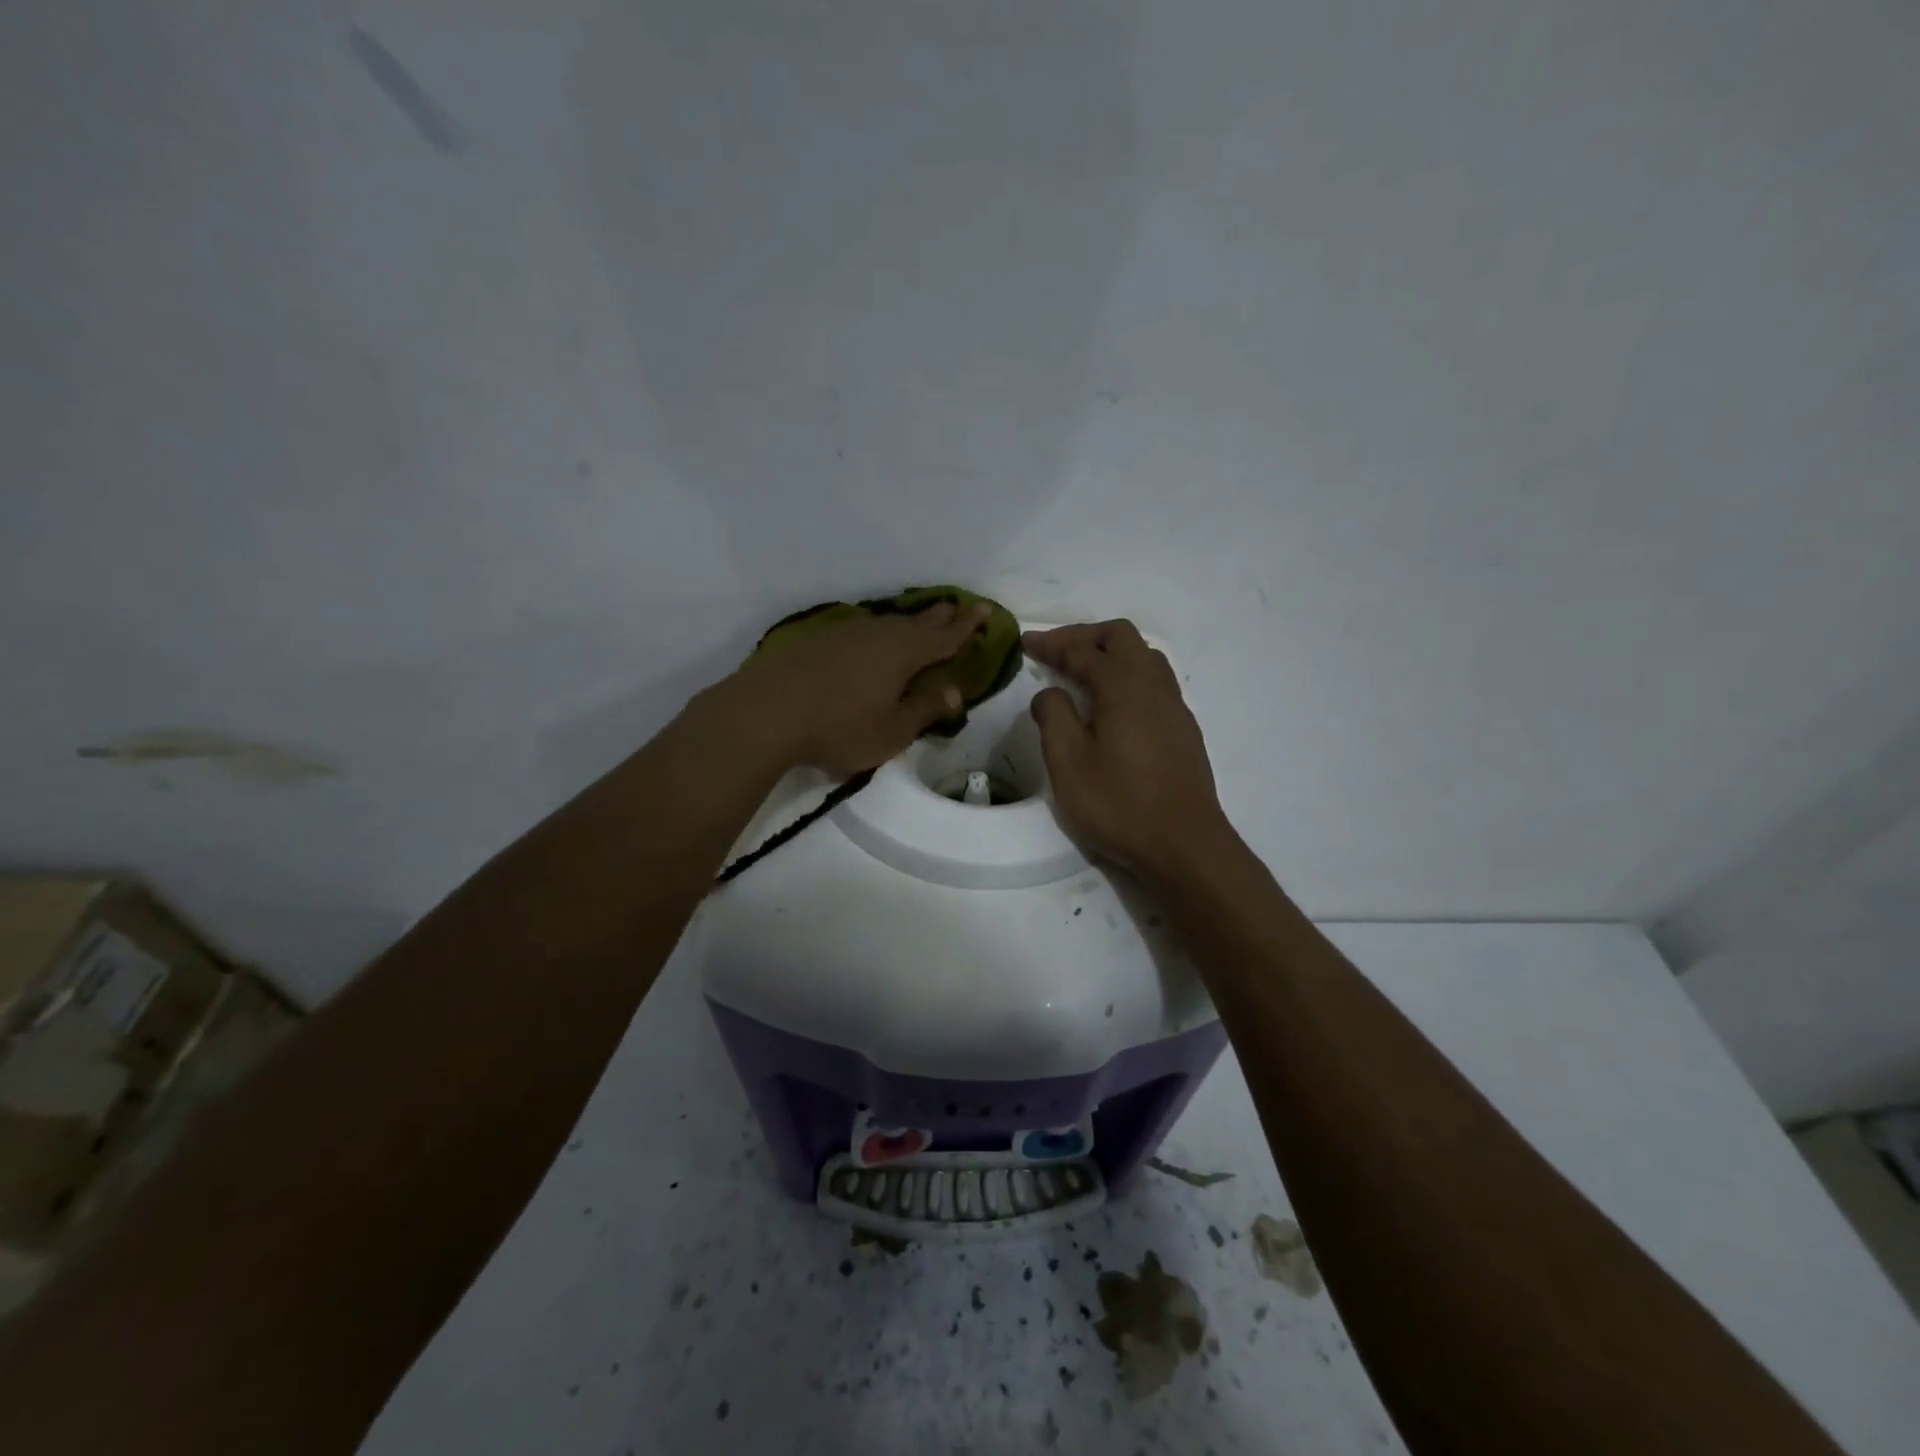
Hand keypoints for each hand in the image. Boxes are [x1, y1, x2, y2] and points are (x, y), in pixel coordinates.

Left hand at [728, 600, 992, 775]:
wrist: (764, 713)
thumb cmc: (839, 727)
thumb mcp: (892, 730)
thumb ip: (924, 708)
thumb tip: (953, 691)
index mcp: (903, 653)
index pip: (945, 637)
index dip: (967, 626)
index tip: (984, 610)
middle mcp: (877, 635)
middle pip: (916, 623)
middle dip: (939, 616)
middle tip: (956, 606)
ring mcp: (843, 634)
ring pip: (885, 624)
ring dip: (905, 624)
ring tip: (916, 624)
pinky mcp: (815, 641)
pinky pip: (858, 632)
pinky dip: (874, 635)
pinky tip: (867, 642)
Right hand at [1025, 620, 1236, 881]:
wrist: (1184, 844)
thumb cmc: (1119, 803)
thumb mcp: (1068, 762)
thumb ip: (1054, 716)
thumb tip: (1051, 693)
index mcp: (1123, 685)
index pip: (1083, 650)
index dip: (1052, 643)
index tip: (1025, 643)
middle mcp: (1154, 685)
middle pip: (1121, 638)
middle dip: (1084, 638)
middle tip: (1055, 653)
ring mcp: (1175, 706)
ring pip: (1144, 657)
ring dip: (1110, 655)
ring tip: (1082, 674)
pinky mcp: (1184, 729)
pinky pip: (1154, 683)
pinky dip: (1127, 677)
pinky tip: (1113, 706)